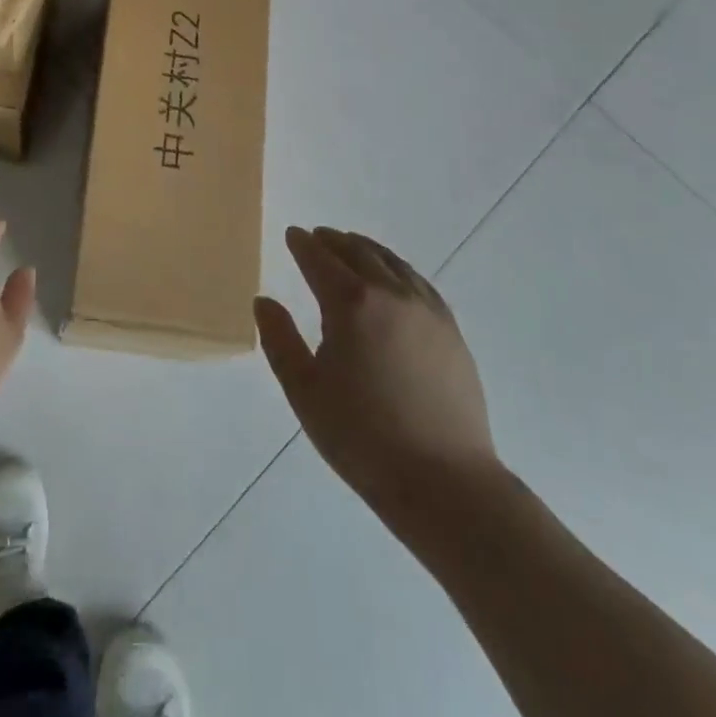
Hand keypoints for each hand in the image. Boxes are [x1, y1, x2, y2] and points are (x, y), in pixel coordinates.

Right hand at [255, 227, 500, 521]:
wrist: (445, 481)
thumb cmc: (362, 437)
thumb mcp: (304, 391)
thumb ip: (279, 340)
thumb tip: (264, 301)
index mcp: (350, 305)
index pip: (320, 260)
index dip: (303, 244)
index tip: (292, 234)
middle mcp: (390, 295)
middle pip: (358, 253)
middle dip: (333, 241)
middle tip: (318, 236)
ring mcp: (426, 311)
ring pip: (392, 263)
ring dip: (366, 249)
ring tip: (352, 246)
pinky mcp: (451, 331)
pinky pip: (419, 282)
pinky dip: (398, 268)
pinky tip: (395, 278)